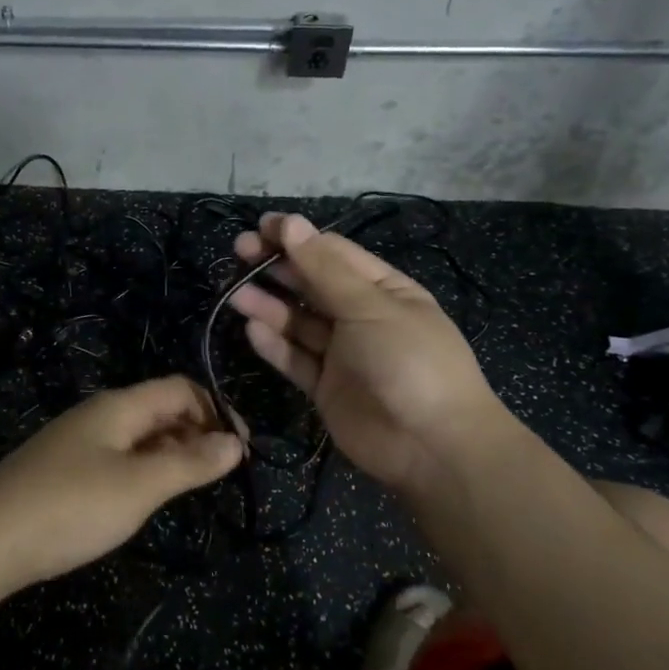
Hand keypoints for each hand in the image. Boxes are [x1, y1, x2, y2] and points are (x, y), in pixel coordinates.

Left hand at [0, 376, 242, 589]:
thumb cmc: (71, 505)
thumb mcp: (139, 486)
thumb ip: (189, 463)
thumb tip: (235, 443)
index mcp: (119, 407)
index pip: (179, 389)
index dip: (216, 410)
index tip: (242, 449)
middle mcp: (100, 415)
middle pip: (160, 409)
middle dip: (197, 432)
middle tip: (224, 471)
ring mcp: (79, 443)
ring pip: (139, 436)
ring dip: (173, 453)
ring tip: (196, 485)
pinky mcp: (66, 471)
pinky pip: (119, 458)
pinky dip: (146, 470)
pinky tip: (150, 498)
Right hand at [230, 212, 507, 491]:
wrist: (433, 447)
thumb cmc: (409, 361)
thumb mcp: (369, 306)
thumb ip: (324, 269)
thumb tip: (290, 222)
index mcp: (383, 289)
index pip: (333, 253)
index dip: (297, 238)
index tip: (259, 227)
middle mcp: (361, 317)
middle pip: (311, 284)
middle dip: (277, 267)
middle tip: (238, 252)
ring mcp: (343, 354)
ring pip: (299, 322)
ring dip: (269, 305)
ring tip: (234, 293)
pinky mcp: (327, 387)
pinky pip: (296, 359)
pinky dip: (274, 345)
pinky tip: (251, 330)